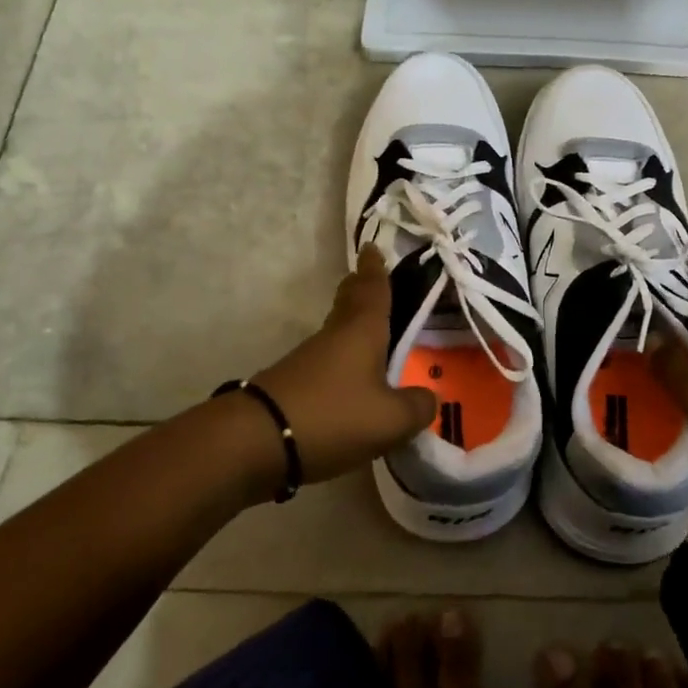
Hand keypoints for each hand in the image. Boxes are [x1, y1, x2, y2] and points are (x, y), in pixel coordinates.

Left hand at [251, 246, 438, 484]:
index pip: (373, 289)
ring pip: (337, 330)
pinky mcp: (295, 384)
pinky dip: (343, 358)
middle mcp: (335, 335)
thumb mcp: (390, 419)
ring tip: (371, 329)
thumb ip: (417, 407)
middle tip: (369, 275)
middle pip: (349, 302)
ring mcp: (310, 359)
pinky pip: (327, 360)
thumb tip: (429, 398)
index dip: (376, 269)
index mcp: (362, 330)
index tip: (373, 247)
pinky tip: (352, 376)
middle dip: (359, 287)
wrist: (258, 440)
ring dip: (352, 323)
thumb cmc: (333, 416)